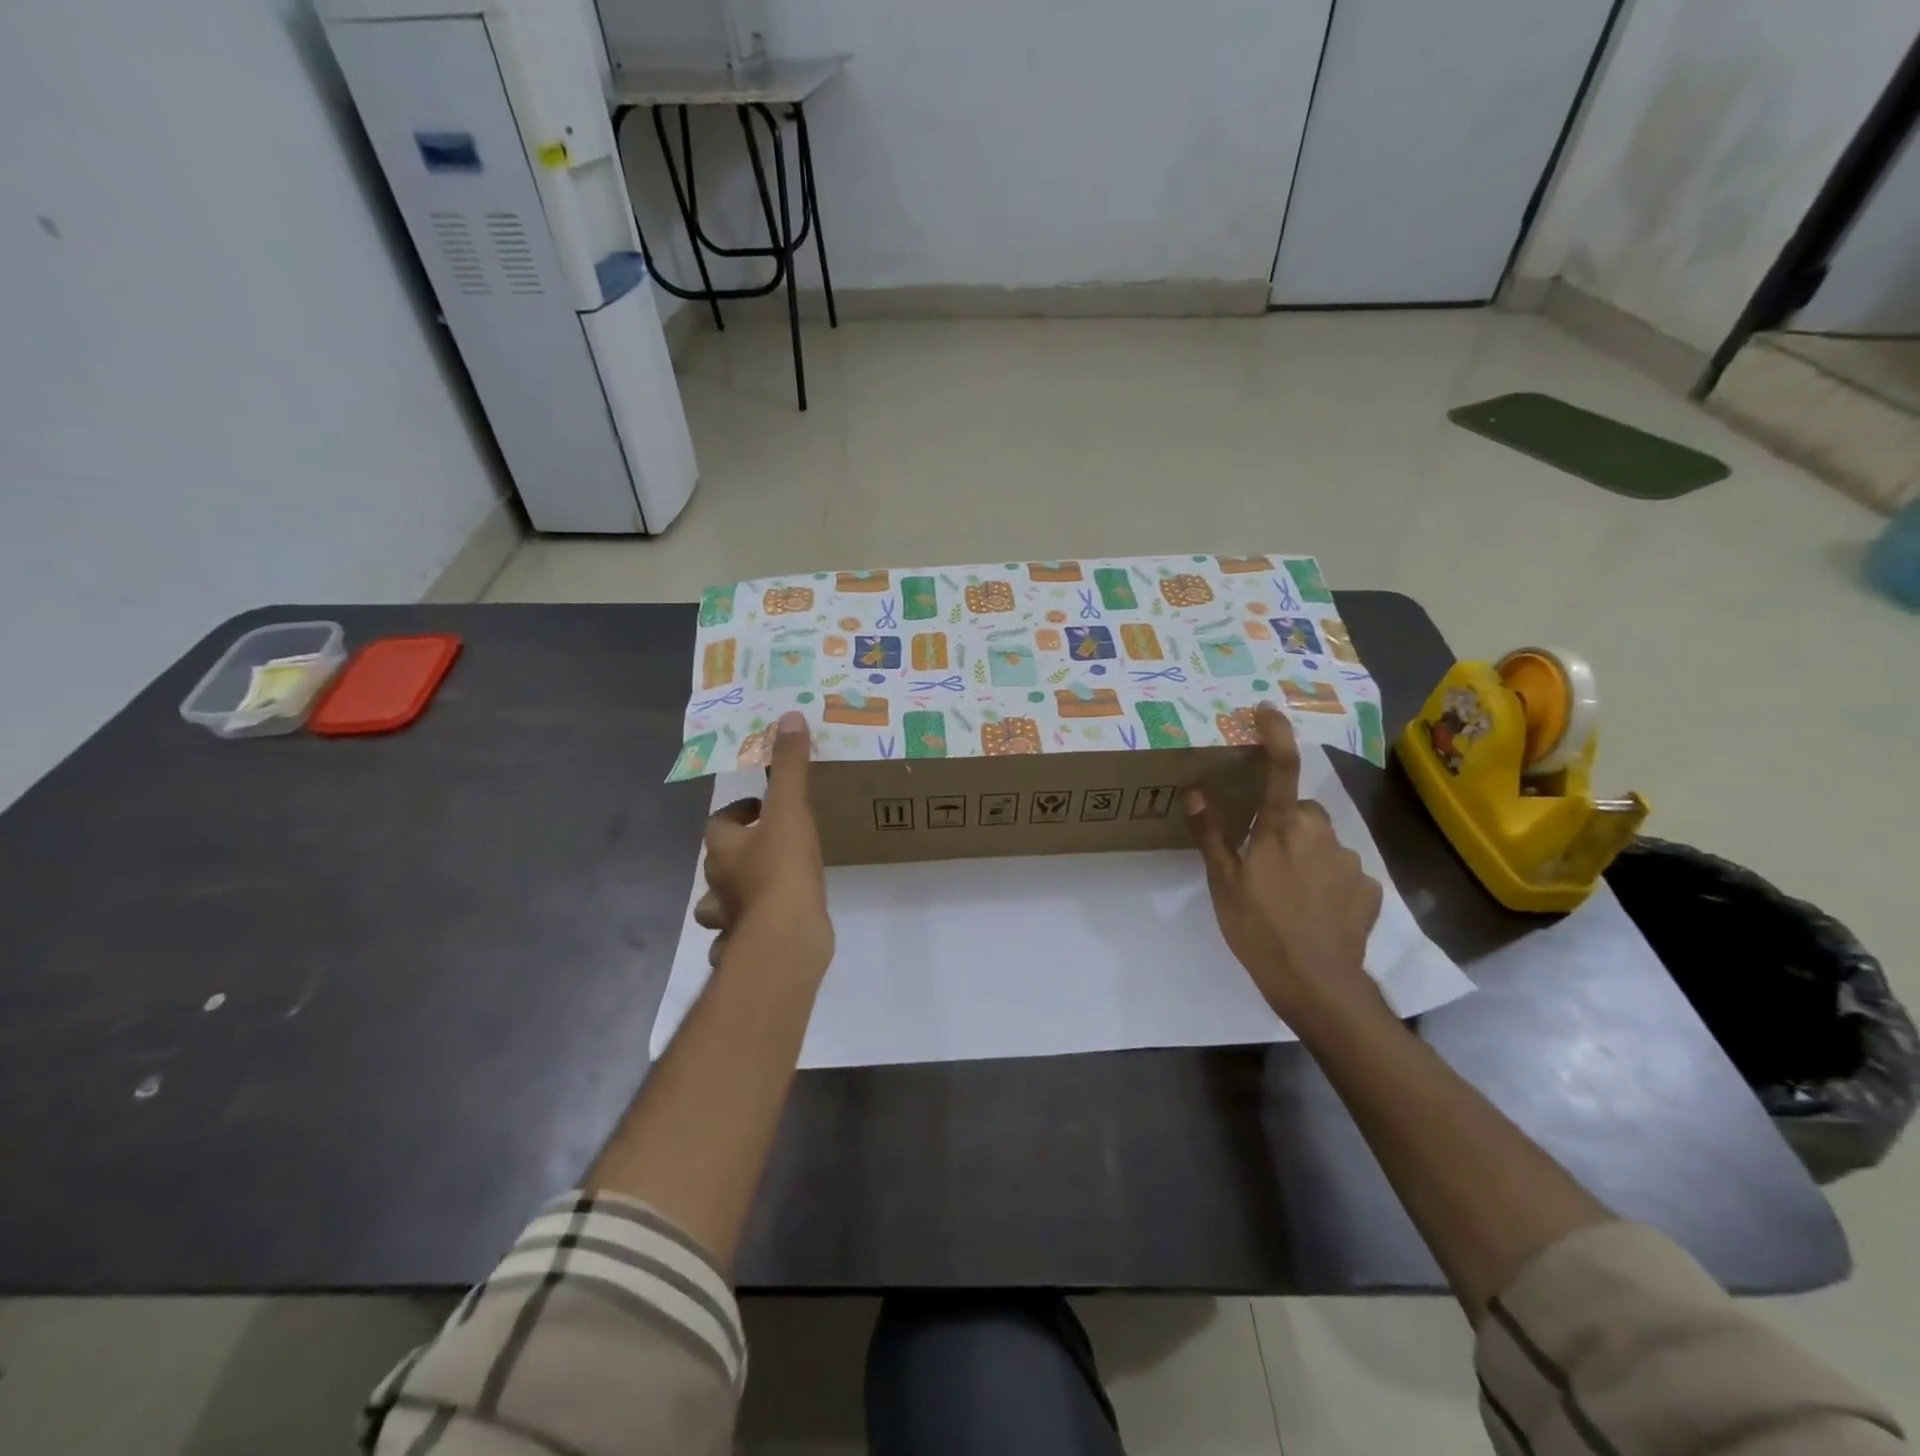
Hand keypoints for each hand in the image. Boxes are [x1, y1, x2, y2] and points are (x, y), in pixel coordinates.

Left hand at [694, 711, 833, 979]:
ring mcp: (729, 921)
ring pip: (719, 907)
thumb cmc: (783, 869)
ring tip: (764, 891)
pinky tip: (767, 930)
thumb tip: (788, 718)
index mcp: (724, 849)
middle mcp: (718, 885)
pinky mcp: (746, 947)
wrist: (786, 938)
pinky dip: (744, 935)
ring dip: (733, 898)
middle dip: (736, 854)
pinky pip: (737, 940)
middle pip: (716, 864)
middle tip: (769, 845)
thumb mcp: (790, 810)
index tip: (761, 808)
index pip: (719, 824)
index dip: (738, 813)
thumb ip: (789, 767)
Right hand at [1185, 703, 1384, 1022]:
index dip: (1275, 733)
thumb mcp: (1223, 882)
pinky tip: (1315, 909)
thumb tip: (1195, 790)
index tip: (1267, 711)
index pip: (1281, 766)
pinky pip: (1342, 871)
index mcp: (1281, 827)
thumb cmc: (1259, 928)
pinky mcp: (1369, 889)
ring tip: (1287, 891)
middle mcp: (1320, 833)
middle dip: (1285, 821)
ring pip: (1323, 841)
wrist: (1316, 983)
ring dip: (1306, 852)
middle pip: (1302, 810)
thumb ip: (1210, 833)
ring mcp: (1349, 861)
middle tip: (1263, 855)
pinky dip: (1328, 880)